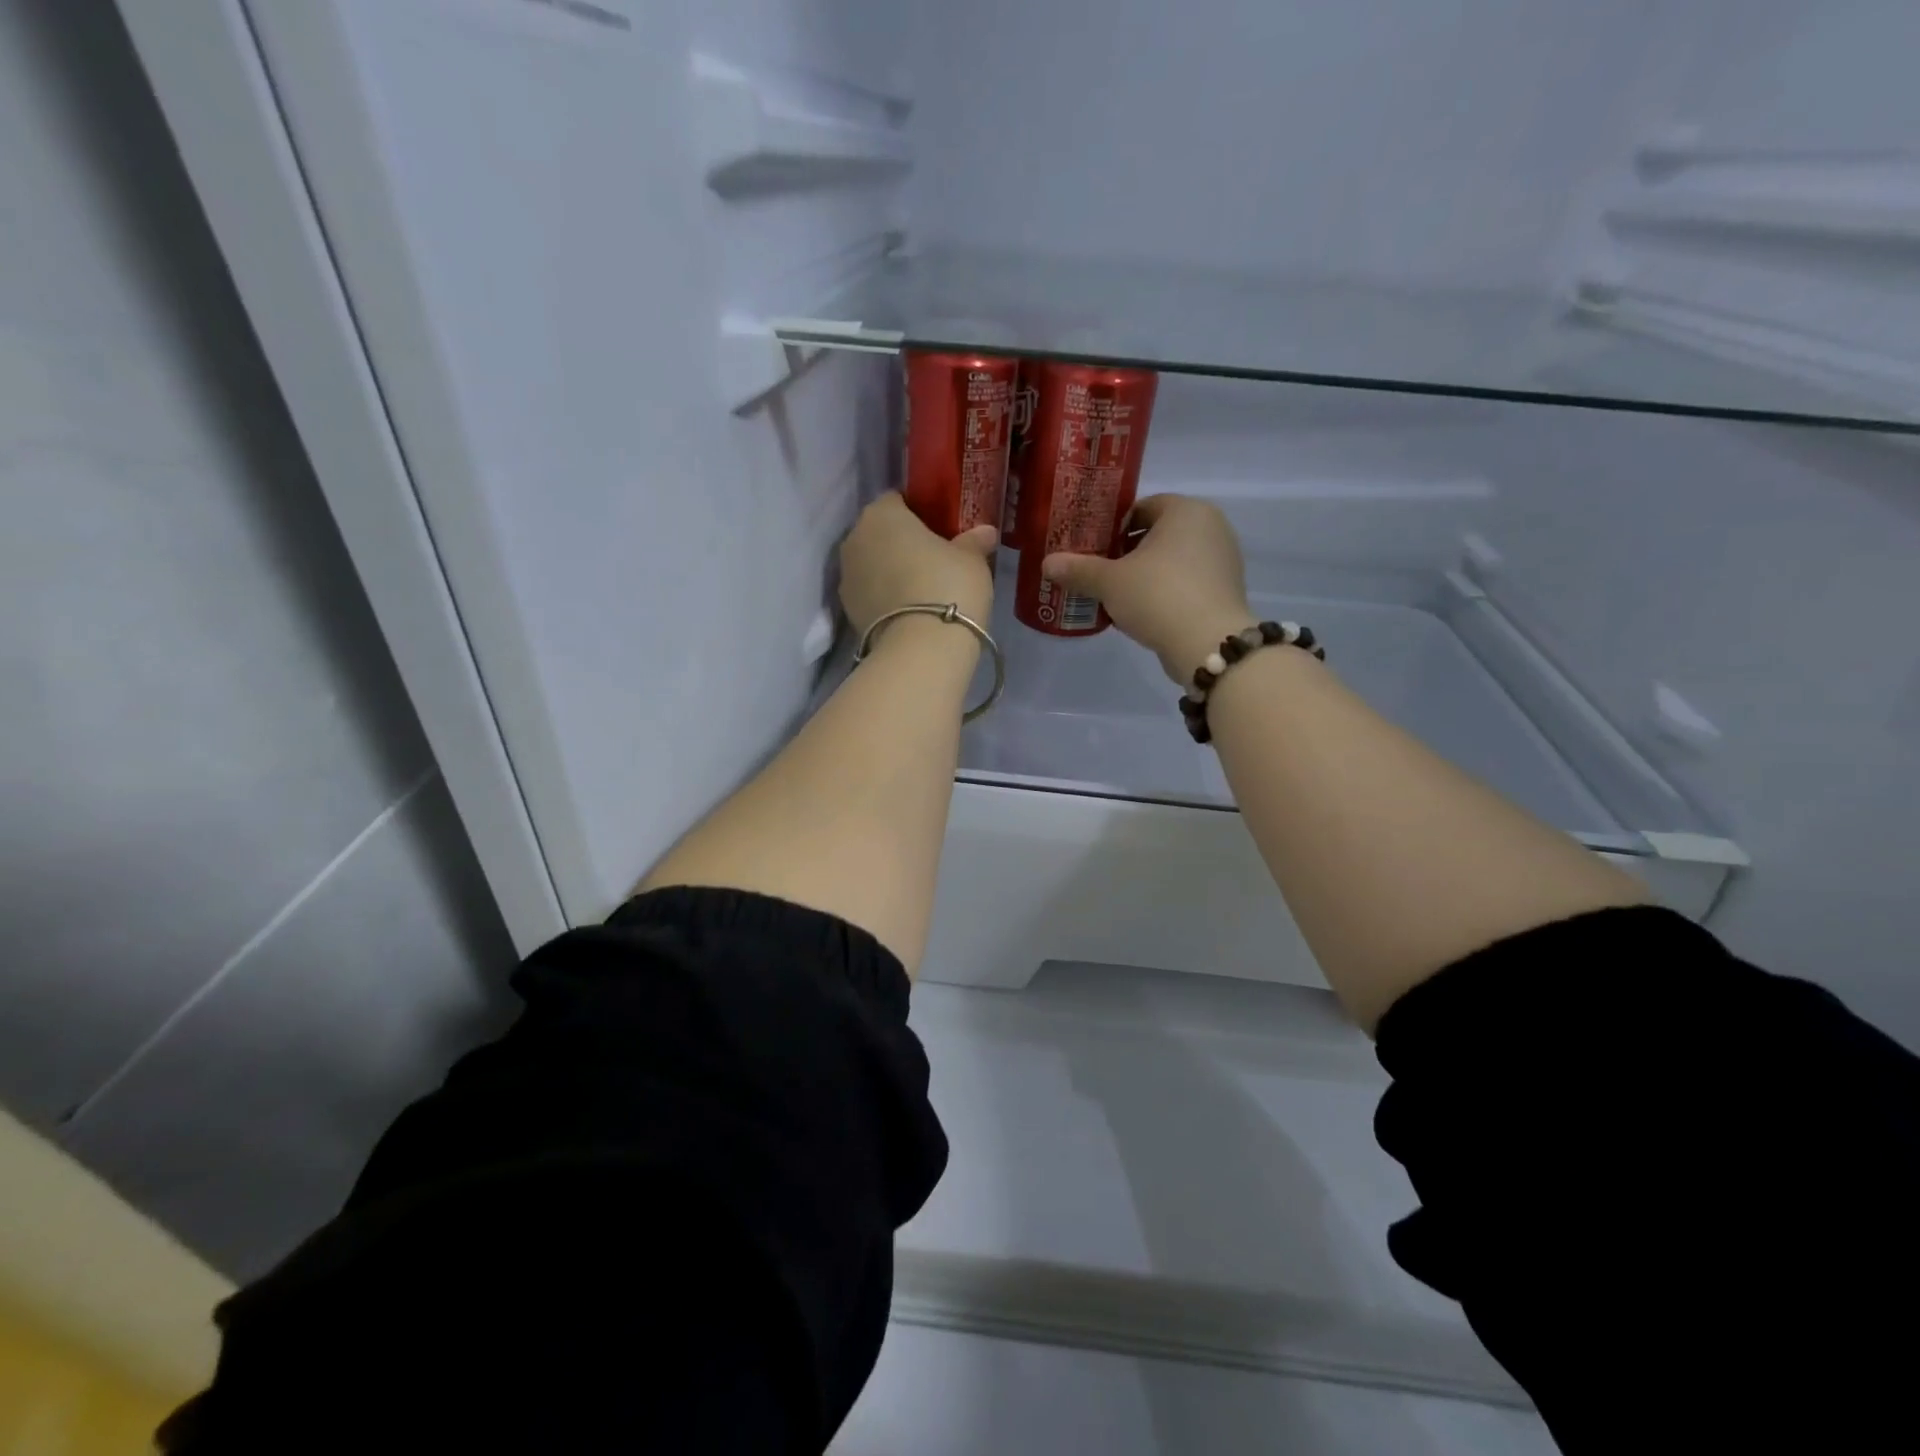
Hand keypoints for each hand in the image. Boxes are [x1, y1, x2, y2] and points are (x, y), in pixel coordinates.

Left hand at [840, 493, 996, 637]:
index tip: (938, 528)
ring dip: (889, 571)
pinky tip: (908, 611)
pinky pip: (870, 594)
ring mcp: (846, 577)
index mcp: (881, 514)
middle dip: (900, 542)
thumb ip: (974, 541)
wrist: (921, 649)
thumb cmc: (948, 587)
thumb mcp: (972, 560)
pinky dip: (884, 597)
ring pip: (871, 564)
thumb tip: (985, 532)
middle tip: (932, 558)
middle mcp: (855, 539)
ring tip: (920, 589)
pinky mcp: (847, 611)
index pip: (896, 500)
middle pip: (879, 533)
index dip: (917, 512)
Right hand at [1043, 494, 1252, 683]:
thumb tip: (1046, 563)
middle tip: (1100, 573)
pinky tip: (1143, 613)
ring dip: (1145, 574)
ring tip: (1117, 596)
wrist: (1207, 643)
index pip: (1142, 507)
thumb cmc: (1158, 595)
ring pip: (1172, 560)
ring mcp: (1223, 560)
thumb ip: (1079, 570)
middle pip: (1158, 534)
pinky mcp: (1225, 591)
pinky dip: (1164, 592)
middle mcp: (1211, 526)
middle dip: (1127, 552)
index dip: (1113, 526)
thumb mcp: (1110, 582)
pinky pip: (1186, 582)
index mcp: (1186, 510)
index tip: (1093, 548)